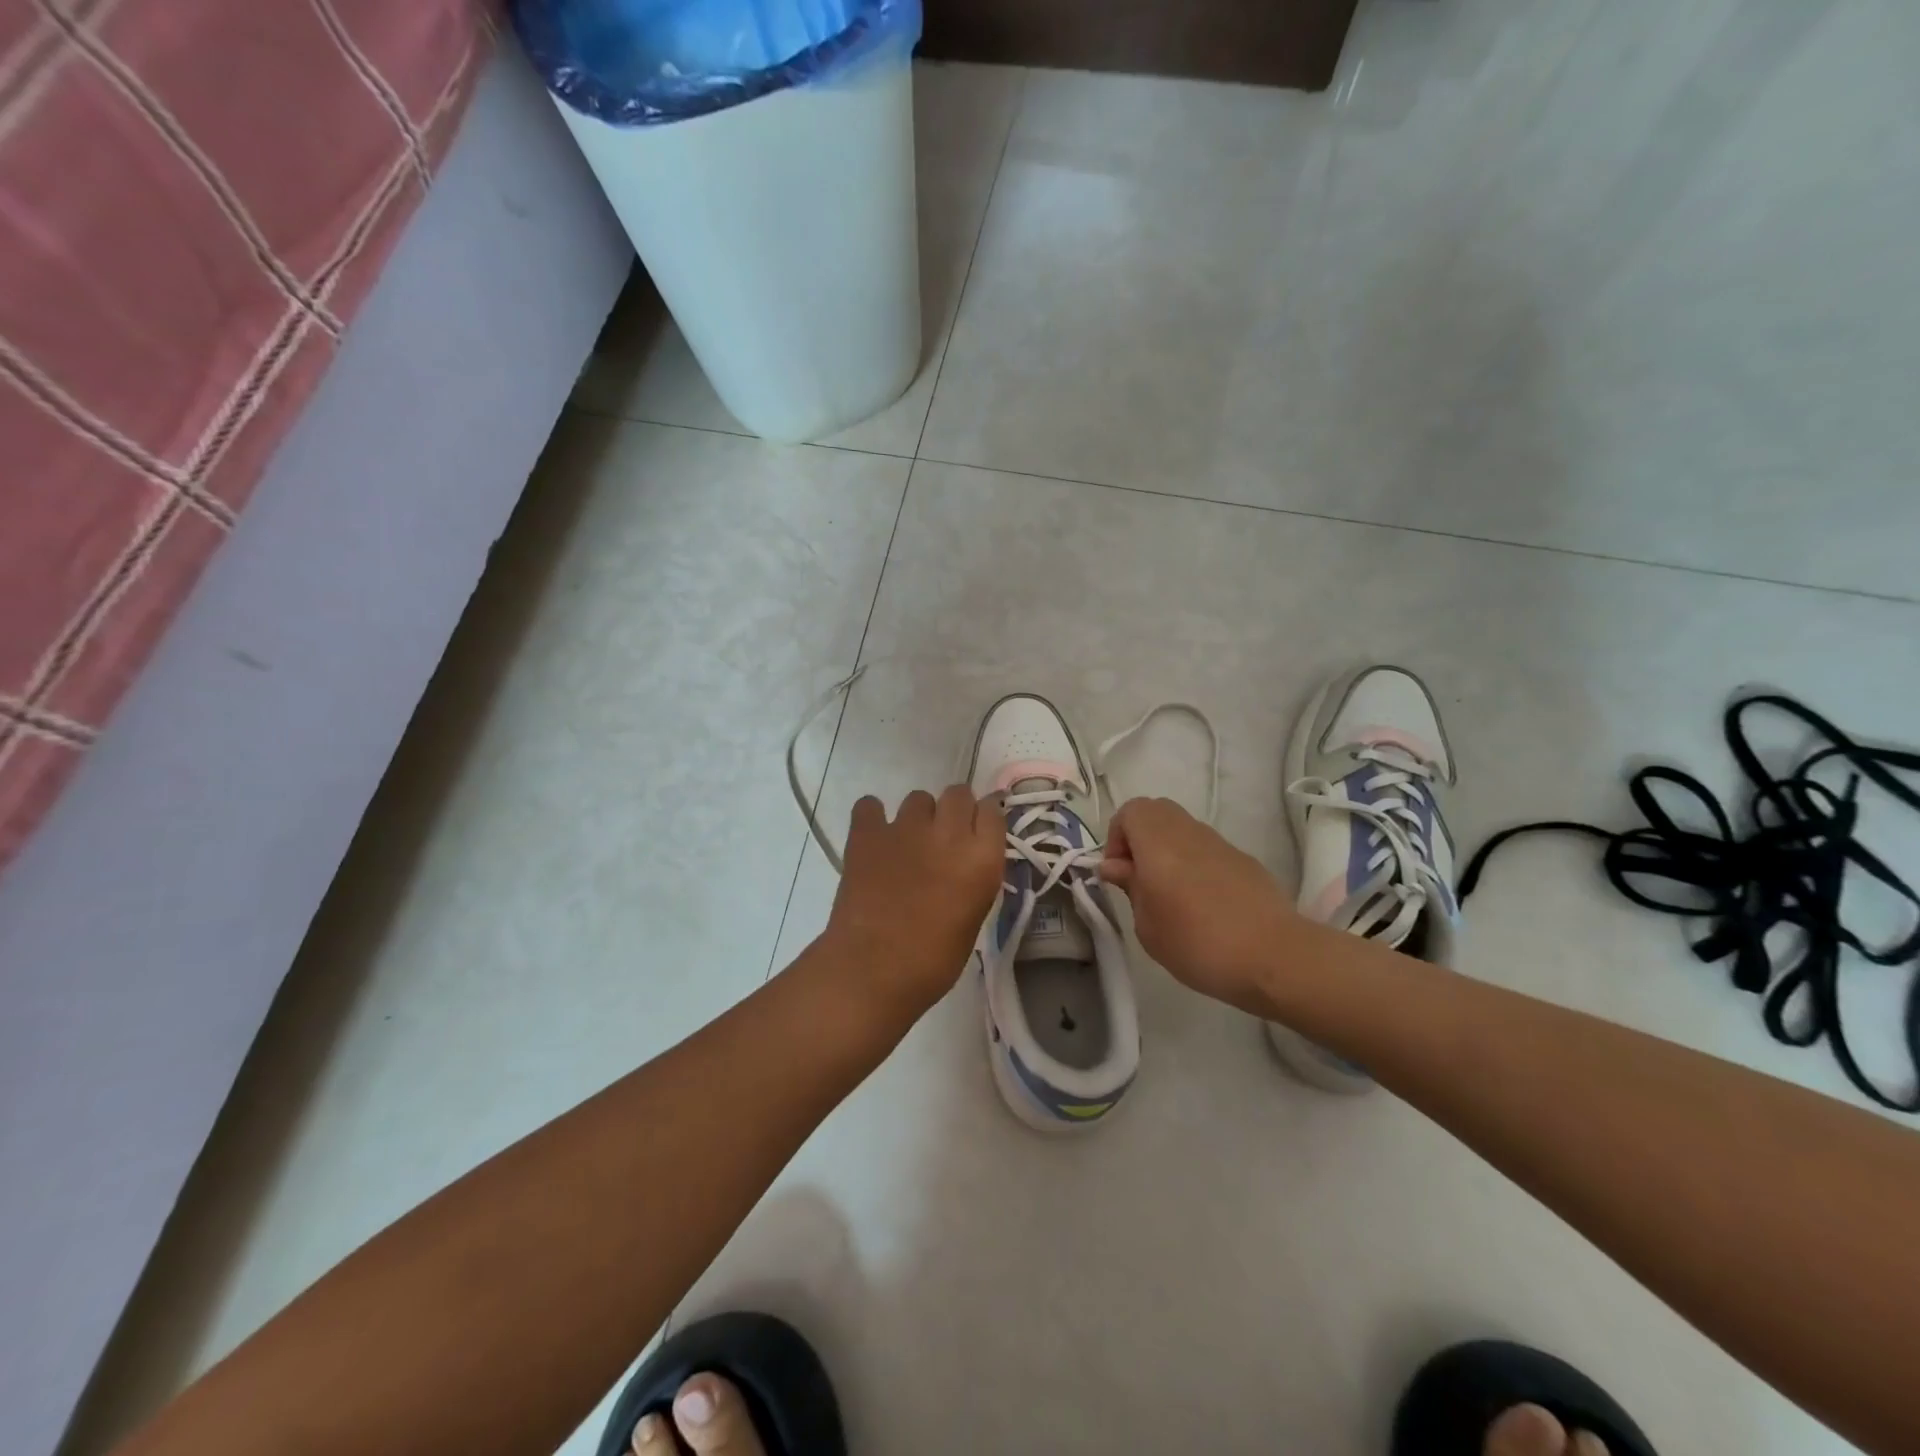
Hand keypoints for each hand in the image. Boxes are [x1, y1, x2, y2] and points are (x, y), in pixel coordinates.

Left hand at [821, 786, 1005, 1019]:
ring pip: (918, 798)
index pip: (993, 810)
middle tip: (944, 837)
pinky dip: (872, 817)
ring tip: (907, 843)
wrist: (872, 971)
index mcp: (982, 859)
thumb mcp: (973, 918)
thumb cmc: (932, 961)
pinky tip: (873, 838)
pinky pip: (870, 805)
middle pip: (959, 793)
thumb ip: (975, 878)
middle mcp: (949, 833)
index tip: (978, 829)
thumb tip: (967, 861)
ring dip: (918, 816)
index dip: (985, 817)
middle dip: (955, 809)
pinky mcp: (867, 833)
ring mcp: (906, 828)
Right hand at [1099, 797, 1298, 1013]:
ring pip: (1183, 829)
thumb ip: (1130, 888)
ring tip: (1171, 895)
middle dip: (1140, 838)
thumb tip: (1116, 866)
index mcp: (1159, 843)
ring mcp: (1220, 844)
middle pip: (1156, 812)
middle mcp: (1189, 832)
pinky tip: (1204, 904)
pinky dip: (1194, 863)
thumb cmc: (1199, 945)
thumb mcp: (1148, 927)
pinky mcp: (1244, 860)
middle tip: (1140, 879)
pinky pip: (1207, 849)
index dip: (1116, 837)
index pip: (1130, 811)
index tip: (1120, 874)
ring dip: (1168, 850)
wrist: (1276, 957)